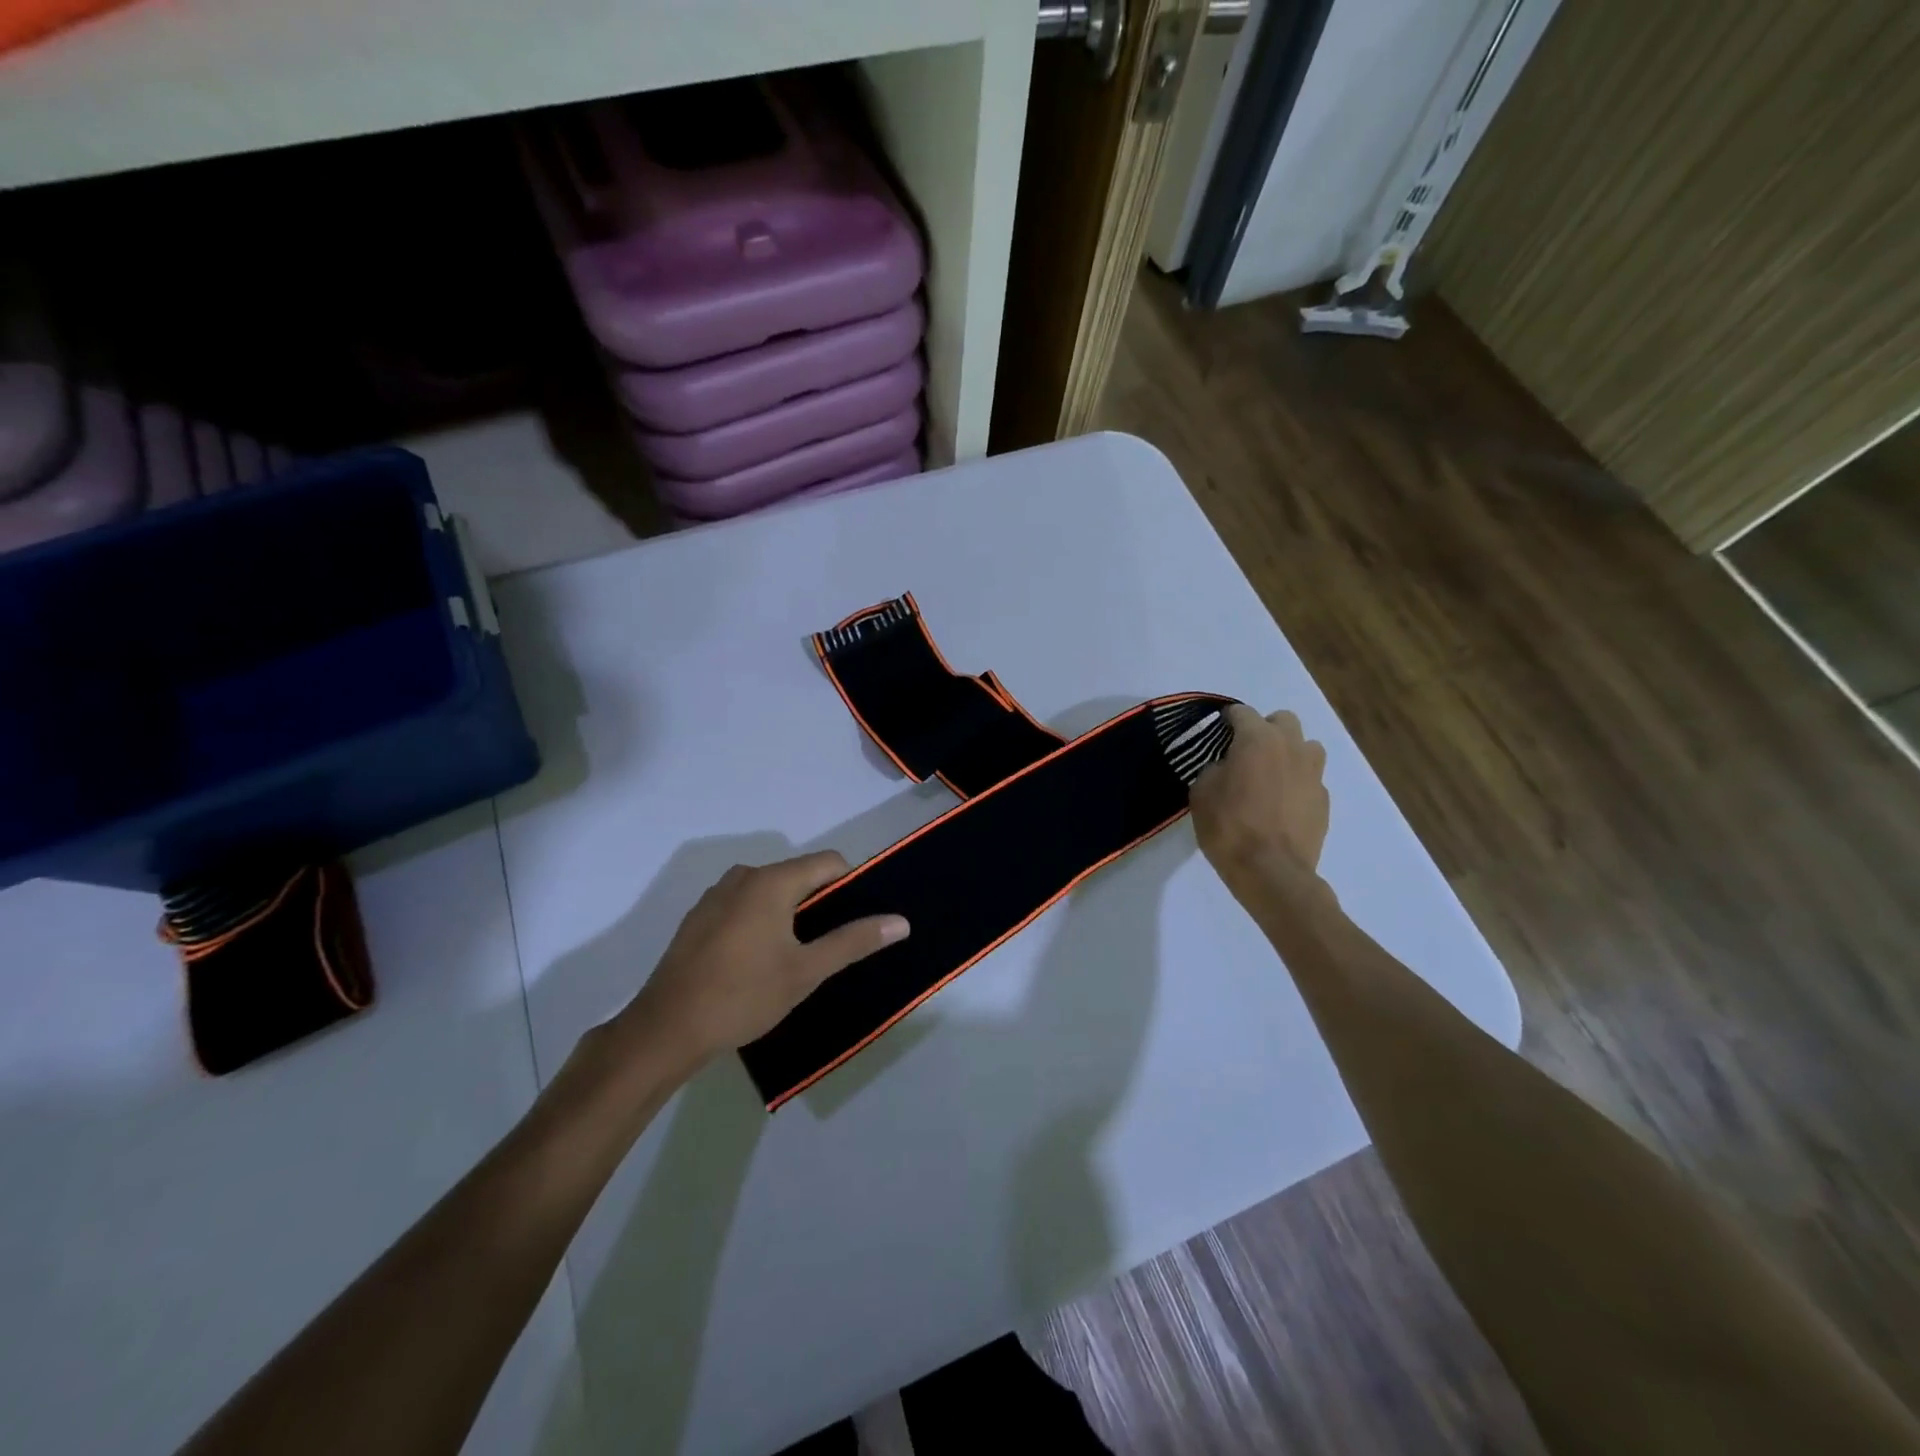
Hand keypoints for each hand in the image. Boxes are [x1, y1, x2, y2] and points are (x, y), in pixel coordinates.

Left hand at [619, 852, 909, 1064]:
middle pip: (799, 875)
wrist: (666, 1029)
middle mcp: (743, 876)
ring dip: (790, 914)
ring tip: (794, 958)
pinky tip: (756, 962)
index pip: (829, 862)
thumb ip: (854, 941)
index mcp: (772, 881)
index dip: (851, 886)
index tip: (855, 922)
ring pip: (770, 891)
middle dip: (820, 903)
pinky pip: (744, 905)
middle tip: (828, 947)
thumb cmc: (743, 996)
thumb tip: (901, 921)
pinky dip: (761, 921)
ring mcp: (716, 895)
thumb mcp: (806, 971)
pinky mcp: (698, 917)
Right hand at [1190, 705, 1330, 896]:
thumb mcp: (1201, 793)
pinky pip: (1310, 779)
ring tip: (1271, 775)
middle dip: (1265, 728)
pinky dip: (1297, 783)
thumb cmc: (1228, 827)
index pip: (1242, 712)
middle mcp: (1291, 747)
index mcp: (1258, 739)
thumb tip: (1226, 767)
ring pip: (1306, 746)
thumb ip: (1214, 769)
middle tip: (1247, 752)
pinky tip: (1281, 804)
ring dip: (1289, 752)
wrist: (1271, 871)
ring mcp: (1313, 773)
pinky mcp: (1324, 799)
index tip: (1218, 730)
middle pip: (1283, 720)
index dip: (1228, 719)